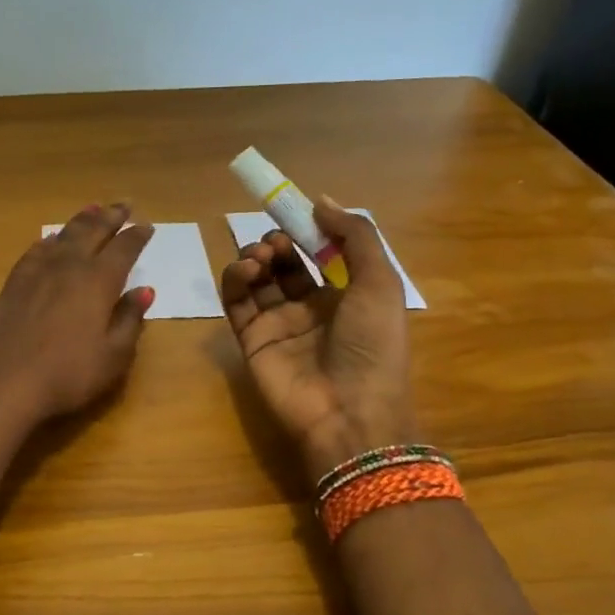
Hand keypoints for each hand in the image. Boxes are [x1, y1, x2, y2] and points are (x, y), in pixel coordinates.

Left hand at [0, 203, 156, 422]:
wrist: (5, 381)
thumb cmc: (68, 374)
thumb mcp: (113, 355)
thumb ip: (130, 319)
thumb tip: (144, 290)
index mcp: (99, 281)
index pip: (124, 249)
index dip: (136, 236)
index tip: (146, 226)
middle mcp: (69, 266)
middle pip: (93, 231)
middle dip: (111, 217)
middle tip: (124, 205)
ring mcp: (38, 271)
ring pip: (64, 235)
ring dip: (81, 220)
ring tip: (93, 208)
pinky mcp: (15, 282)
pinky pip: (37, 250)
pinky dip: (50, 240)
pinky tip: (51, 240)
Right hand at [221, 198, 415, 480]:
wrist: (349, 413)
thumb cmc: (372, 346)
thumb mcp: (380, 283)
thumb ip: (355, 237)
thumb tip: (321, 201)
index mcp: (346, 295)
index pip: (321, 253)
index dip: (307, 231)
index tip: (294, 210)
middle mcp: (311, 307)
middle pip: (285, 263)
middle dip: (278, 243)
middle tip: (276, 242)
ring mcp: (279, 324)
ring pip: (258, 279)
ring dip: (255, 257)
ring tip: (261, 257)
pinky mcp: (251, 340)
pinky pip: (236, 302)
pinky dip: (234, 280)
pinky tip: (245, 270)